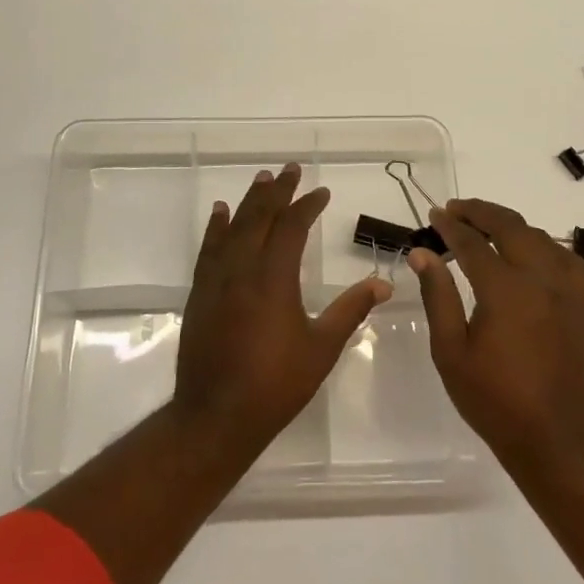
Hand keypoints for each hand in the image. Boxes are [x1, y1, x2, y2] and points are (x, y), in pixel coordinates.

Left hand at [172, 163, 391, 457]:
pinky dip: (216, 227)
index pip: (291, 227)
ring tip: (261, 180)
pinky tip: (220, 213)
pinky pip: (208, 248)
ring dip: (248, 201)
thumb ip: (351, 310)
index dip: (307, 206)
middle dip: (277, 191)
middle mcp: (242, 269)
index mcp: (274, 278)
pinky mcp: (200, 293)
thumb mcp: (322, 347)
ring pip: (233, 227)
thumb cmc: (275, 384)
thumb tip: (384, 284)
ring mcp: (216, 280)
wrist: (215, 415)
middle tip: (289, 169)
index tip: (321, 192)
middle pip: (259, 217)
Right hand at [411, 198, 583, 471]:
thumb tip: (421, 253)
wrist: (556, 438)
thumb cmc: (494, 400)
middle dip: (479, 212)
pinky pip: (563, 255)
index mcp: (505, 290)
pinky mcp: (581, 302)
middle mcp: (540, 279)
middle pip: (509, 227)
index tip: (433, 215)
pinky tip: (527, 249)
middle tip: (454, 209)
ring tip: (484, 224)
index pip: (472, 243)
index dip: (450, 226)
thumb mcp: (451, 351)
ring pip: (538, 236)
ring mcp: (566, 289)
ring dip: (509, 223)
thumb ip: (437, 296)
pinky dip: (540, 242)